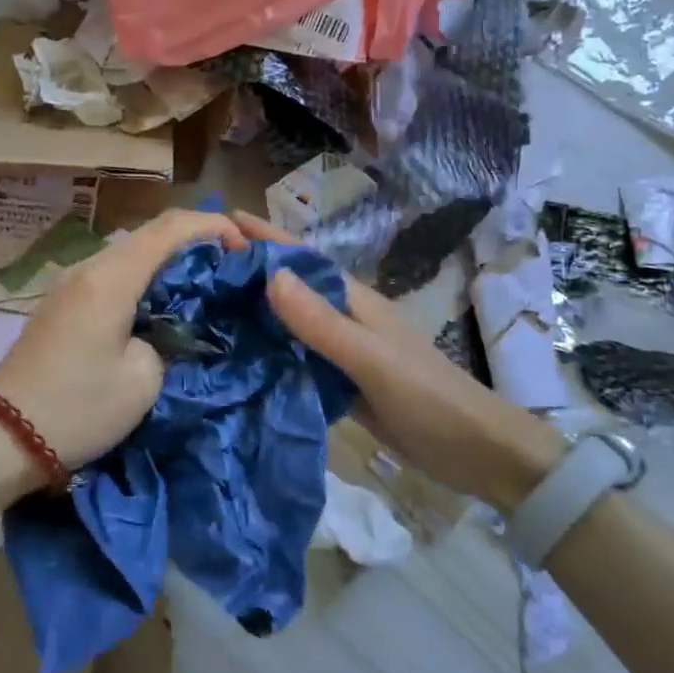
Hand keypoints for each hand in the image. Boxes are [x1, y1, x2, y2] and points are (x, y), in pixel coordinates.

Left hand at [0, 209, 245, 472]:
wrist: (0, 437)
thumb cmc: (77, 409)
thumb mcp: (143, 381)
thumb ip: (168, 340)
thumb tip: (167, 328)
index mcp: (111, 278)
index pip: (171, 227)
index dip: (214, 227)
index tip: (246, 250)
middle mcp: (89, 267)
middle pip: (151, 233)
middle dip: (197, 242)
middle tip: (232, 268)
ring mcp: (71, 283)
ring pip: (131, 252)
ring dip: (170, 260)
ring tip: (204, 286)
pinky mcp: (62, 303)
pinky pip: (113, 274)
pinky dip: (145, 278)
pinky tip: (163, 304)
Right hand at [236, 213, 564, 509]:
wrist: (476, 453)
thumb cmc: (427, 397)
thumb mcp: (371, 357)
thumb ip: (321, 322)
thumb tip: (270, 275)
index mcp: (353, 301)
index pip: (301, 259)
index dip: (265, 237)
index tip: (221, 220)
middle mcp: (344, 319)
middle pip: (290, 287)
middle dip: (250, 272)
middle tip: (197, 268)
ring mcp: (342, 352)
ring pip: (290, 323)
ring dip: (254, 313)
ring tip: (206, 308)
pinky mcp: (340, 383)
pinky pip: (296, 359)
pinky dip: (269, 354)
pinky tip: (239, 360)